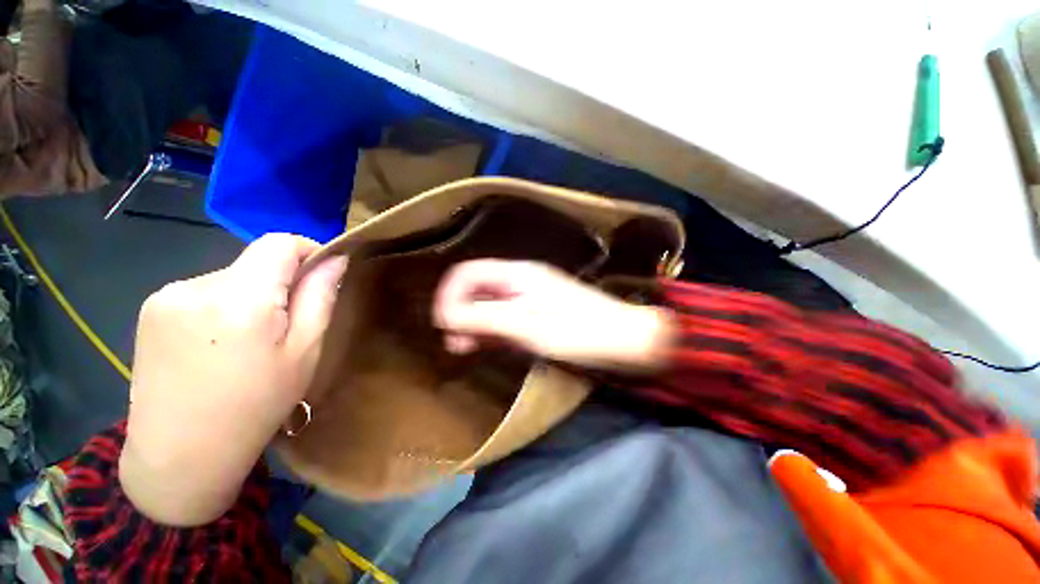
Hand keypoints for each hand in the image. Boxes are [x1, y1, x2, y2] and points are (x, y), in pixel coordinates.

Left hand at [120, 234, 346, 526]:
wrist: (180, 455)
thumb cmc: (256, 405)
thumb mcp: (305, 351)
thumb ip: (320, 296)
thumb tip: (335, 259)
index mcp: (241, 298)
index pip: (280, 243)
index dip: (308, 251)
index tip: (322, 276)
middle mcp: (197, 285)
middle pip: (255, 262)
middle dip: (280, 283)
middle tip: (286, 327)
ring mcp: (166, 295)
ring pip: (231, 277)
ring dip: (250, 296)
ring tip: (249, 340)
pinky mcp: (150, 308)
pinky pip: (203, 291)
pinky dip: (223, 306)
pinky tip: (219, 343)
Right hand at [433, 259, 672, 370]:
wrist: (622, 340)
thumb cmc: (577, 329)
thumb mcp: (525, 325)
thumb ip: (484, 318)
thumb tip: (445, 316)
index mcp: (516, 274)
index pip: (468, 273)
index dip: (450, 294)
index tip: (442, 323)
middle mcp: (519, 282)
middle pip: (477, 289)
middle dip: (459, 311)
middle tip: (452, 340)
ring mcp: (528, 300)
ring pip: (490, 306)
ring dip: (473, 323)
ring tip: (463, 346)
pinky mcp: (536, 317)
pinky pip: (505, 320)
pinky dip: (491, 331)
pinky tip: (486, 345)